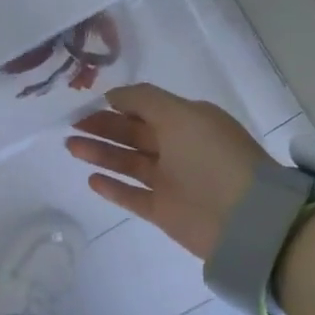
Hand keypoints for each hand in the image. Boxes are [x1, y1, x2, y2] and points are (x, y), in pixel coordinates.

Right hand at [66, 83, 267, 260]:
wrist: (244, 218)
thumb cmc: (212, 157)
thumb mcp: (181, 115)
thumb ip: (144, 100)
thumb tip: (112, 95)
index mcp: (189, 122)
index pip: (148, 108)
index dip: (120, 105)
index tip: (89, 103)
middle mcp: (179, 149)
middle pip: (135, 134)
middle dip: (104, 127)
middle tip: (72, 125)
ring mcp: (171, 181)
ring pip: (129, 163)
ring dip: (101, 153)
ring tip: (71, 146)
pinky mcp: (164, 211)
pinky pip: (133, 196)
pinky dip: (113, 188)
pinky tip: (91, 179)